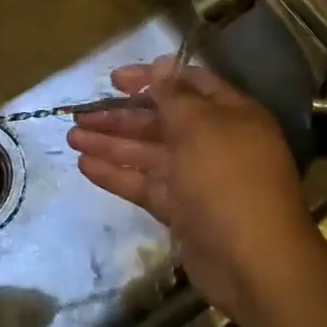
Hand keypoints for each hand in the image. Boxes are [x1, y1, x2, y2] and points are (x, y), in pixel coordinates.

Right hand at [67, 57, 326, 321]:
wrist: (254, 263)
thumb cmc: (228, 179)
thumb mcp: (201, 126)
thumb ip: (175, 95)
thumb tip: (162, 63)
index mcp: (230, 114)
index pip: (188, 84)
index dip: (152, 78)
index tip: (114, 80)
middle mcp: (215, 142)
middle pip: (162, 121)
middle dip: (121, 116)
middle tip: (80, 115)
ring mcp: (198, 179)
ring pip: (149, 153)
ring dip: (112, 144)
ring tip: (72, 138)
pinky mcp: (183, 211)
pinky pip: (146, 184)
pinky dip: (118, 175)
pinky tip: (85, 166)